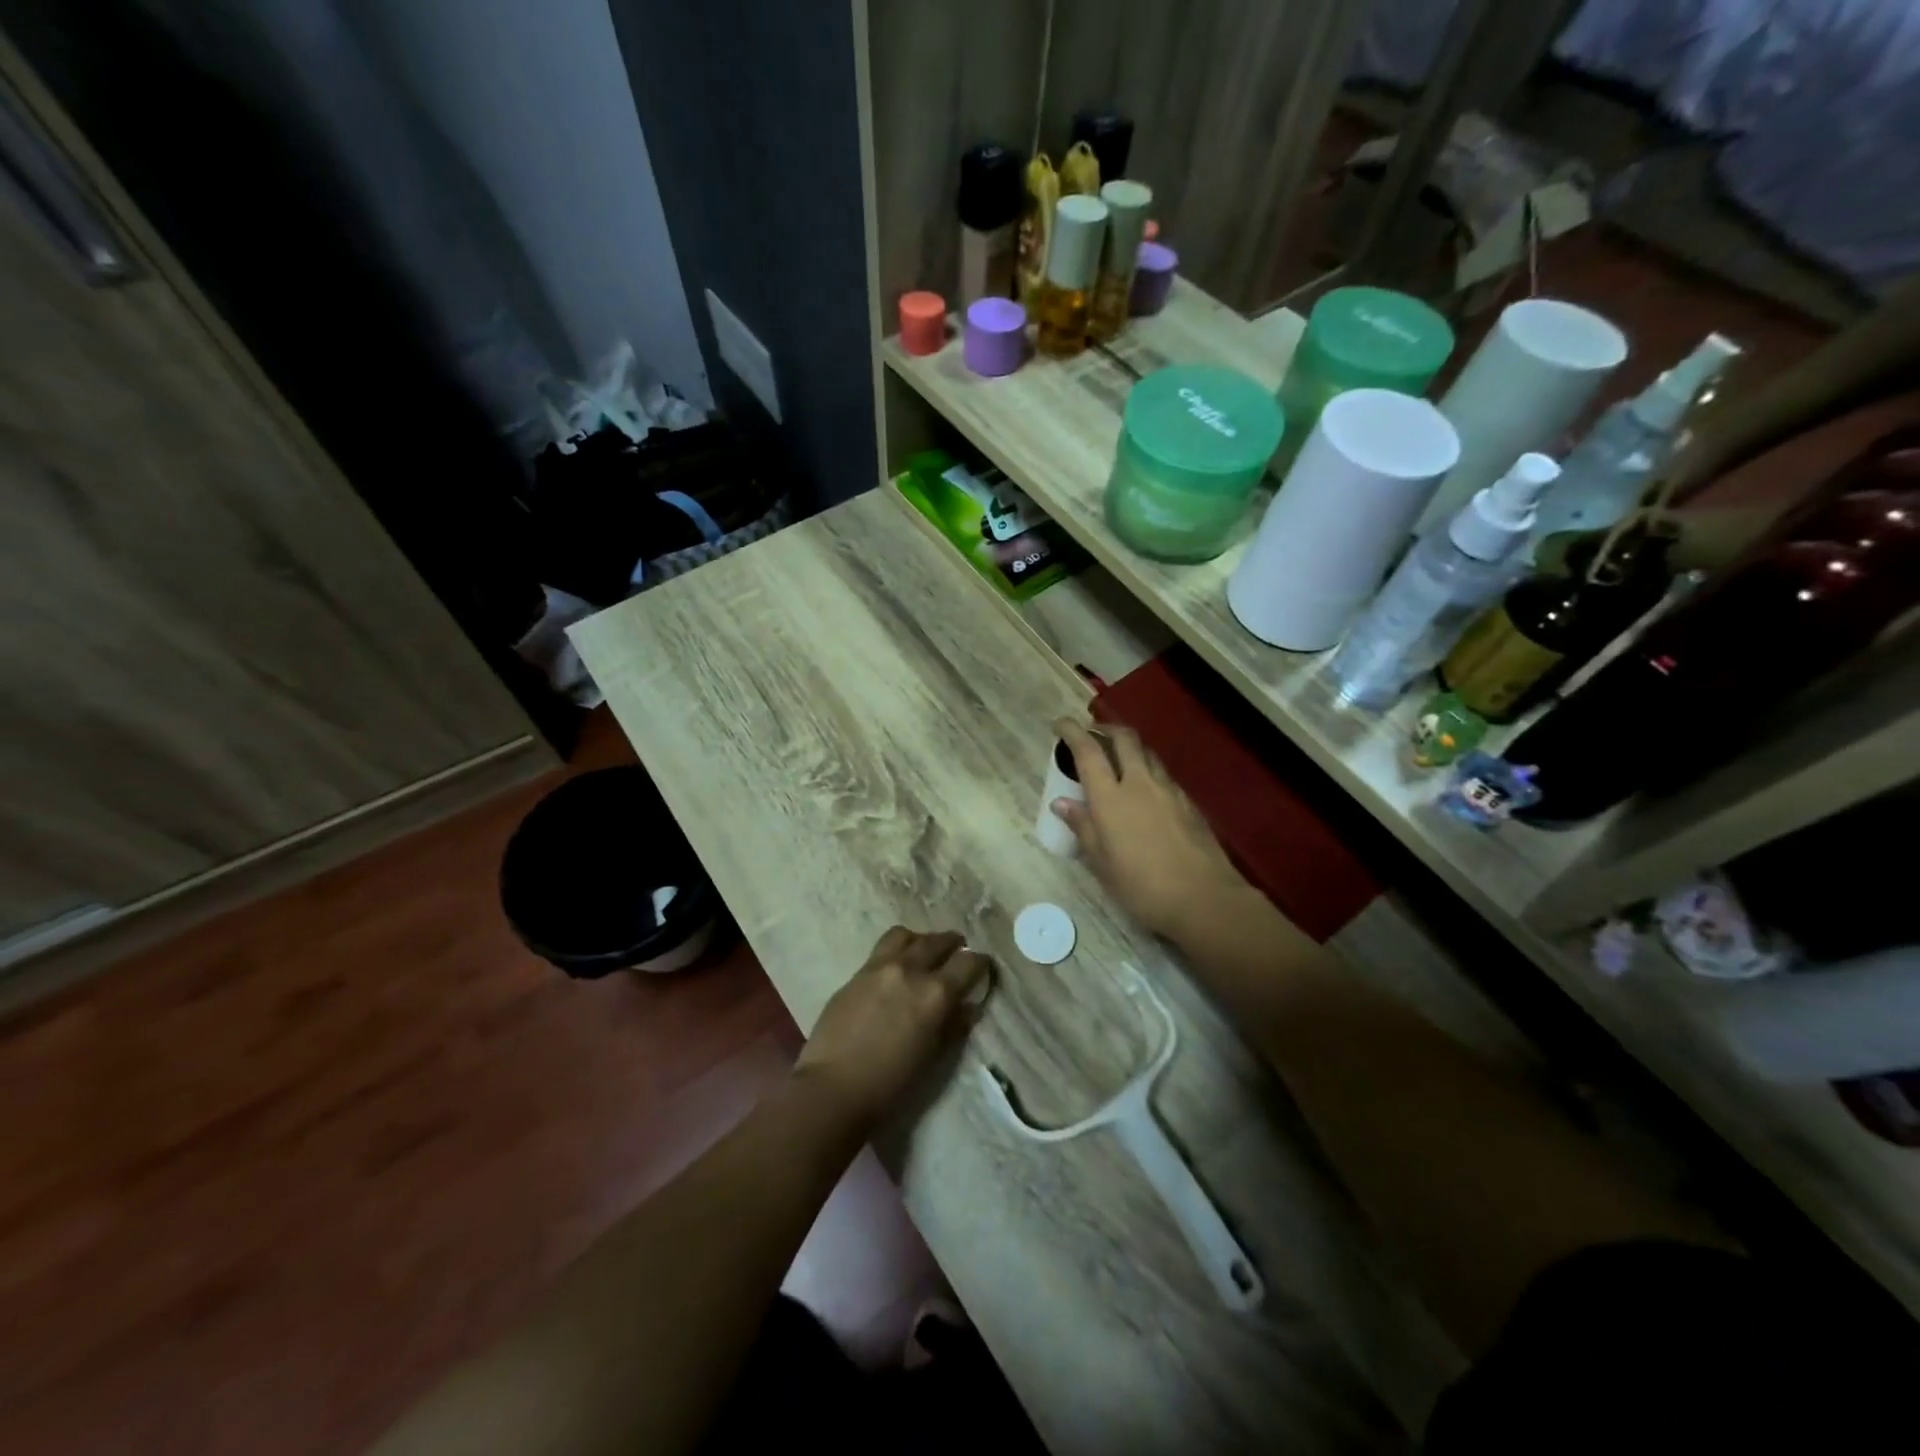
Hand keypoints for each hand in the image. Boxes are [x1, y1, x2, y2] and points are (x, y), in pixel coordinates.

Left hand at [793, 927, 988, 1130]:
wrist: (833, 1087)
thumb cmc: (891, 1084)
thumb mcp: (933, 1058)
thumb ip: (953, 1026)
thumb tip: (968, 1007)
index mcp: (935, 993)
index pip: (969, 962)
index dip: (980, 962)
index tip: (983, 966)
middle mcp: (910, 970)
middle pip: (938, 941)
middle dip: (953, 944)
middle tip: (958, 950)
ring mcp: (879, 967)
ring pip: (906, 935)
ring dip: (921, 940)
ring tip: (923, 952)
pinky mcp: (856, 973)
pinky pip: (882, 949)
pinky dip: (896, 951)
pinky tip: (894, 970)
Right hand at [1050, 719, 1246, 941]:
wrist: (1204, 898)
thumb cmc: (1142, 886)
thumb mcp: (1102, 863)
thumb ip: (1083, 827)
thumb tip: (1061, 803)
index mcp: (1110, 798)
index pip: (1088, 751)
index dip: (1072, 731)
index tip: (1060, 723)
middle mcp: (1139, 783)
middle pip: (1124, 738)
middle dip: (1106, 729)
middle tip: (1094, 735)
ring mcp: (1168, 790)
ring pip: (1147, 753)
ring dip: (1130, 747)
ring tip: (1120, 759)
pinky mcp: (1188, 802)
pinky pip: (1163, 774)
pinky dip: (1149, 770)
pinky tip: (1146, 790)